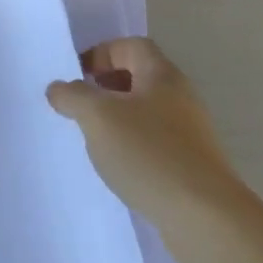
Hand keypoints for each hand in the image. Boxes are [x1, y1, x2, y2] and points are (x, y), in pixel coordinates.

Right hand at [46, 38, 245, 235]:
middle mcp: (180, 96)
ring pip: (145, 111)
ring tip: (93, 139)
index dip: (100, 53)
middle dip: (105, 87)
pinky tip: (118, 167)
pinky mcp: (191, 163)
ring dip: (117, 119)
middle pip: (139, 77)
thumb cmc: (149, 153)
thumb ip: (73, 96)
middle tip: (80, 106)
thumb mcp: (99, 117)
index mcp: (162, 75)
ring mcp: (190, 132)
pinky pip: (154, 142)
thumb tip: (58, 88)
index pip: (131, 46)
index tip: (76, 76)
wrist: (204, 216)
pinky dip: (132, 146)